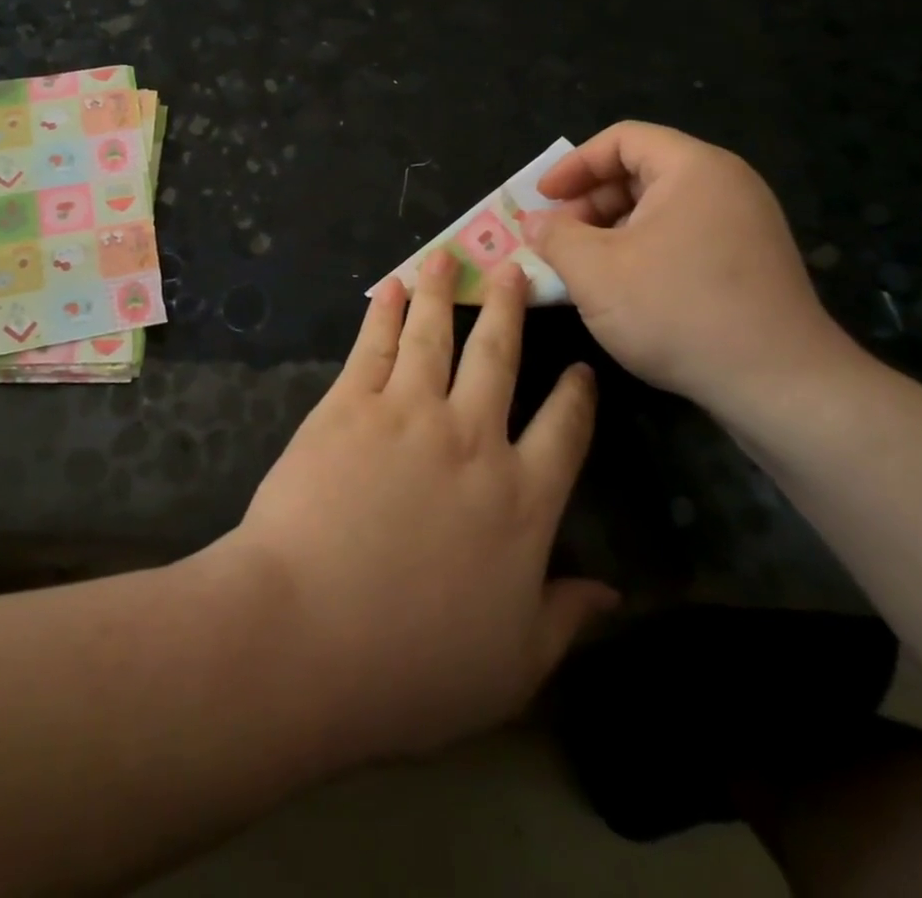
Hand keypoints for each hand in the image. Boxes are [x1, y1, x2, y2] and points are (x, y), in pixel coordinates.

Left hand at [228, 251, 617, 766]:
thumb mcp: (512, 665)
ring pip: (436, 336)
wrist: (307, 633)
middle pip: (500, 359)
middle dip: (511, 311)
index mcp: (520, 502)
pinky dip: (385, 312)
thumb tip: (614, 593)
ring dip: (445, 293)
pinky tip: (391, 287)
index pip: (564, 432)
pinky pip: (375, 346)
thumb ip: (566, 619)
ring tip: (449, 256)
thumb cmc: (412, 664)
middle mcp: (473, 440)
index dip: (577, 395)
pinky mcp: (350, 405)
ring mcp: (408, 414)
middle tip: (516, 272)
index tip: (581, 368)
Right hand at [528, 122, 860, 414]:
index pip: (623, 139)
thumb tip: (535, 224)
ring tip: (582, 266)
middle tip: (557, 237)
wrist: (779, 383)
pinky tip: (622, 288)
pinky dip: (643, 249)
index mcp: (693, 169)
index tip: (542, 198)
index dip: (573, 164)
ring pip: (660, 208)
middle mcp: (726, 185)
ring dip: (612, 229)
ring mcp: (744, 224)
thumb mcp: (594, 271)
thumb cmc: (677, 310)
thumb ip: (555, 237)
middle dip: (589, 201)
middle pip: (642, 170)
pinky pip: (683, 236)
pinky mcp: (750, 262)